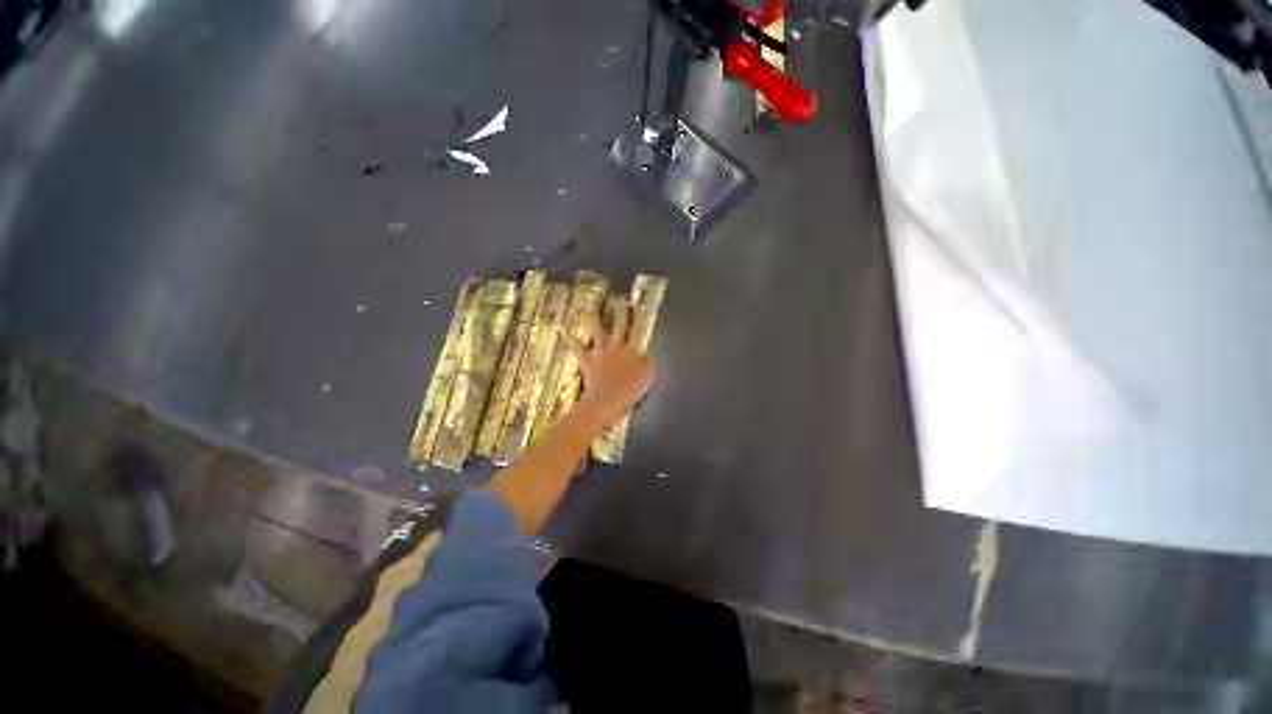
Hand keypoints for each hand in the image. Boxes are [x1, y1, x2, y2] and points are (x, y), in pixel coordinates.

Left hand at [563, 301, 655, 426]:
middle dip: (620, 312)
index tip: (635, 304)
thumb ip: (648, 361)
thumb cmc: (630, 389)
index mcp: (631, 349)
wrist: (607, 399)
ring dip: (594, 318)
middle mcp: (615, 346)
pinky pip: (577, 347)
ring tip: (590, 307)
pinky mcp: (587, 360)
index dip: (635, 317)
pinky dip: (569, 337)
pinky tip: (562, 328)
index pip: (635, 330)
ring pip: (597, 331)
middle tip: (619, 299)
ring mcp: (600, 352)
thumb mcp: (647, 375)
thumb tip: (648, 350)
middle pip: (619, 326)